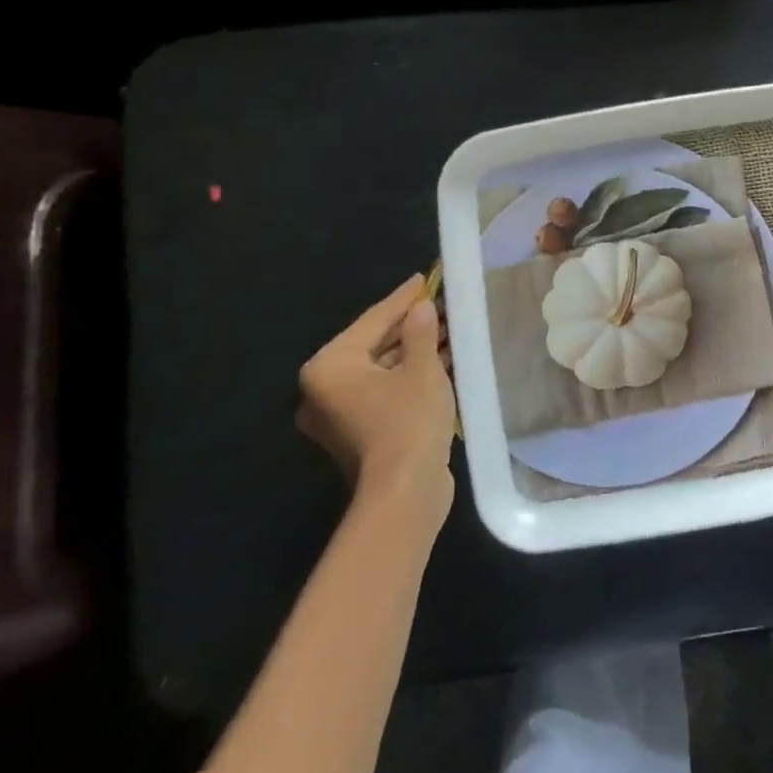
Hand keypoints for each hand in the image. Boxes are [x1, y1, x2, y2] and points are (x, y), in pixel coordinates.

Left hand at [298, 274, 455, 516]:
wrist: (404, 493)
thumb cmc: (408, 421)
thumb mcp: (422, 368)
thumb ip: (421, 332)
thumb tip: (422, 308)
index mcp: (329, 367)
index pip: (372, 320)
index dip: (403, 298)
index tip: (426, 278)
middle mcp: (324, 389)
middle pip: (374, 345)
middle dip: (411, 326)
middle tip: (441, 305)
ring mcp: (339, 415)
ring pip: (382, 370)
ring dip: (414, 351)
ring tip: (448, 330)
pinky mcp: (358, 434)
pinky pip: (384, 391)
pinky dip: (409, 376)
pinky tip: (441, 361)